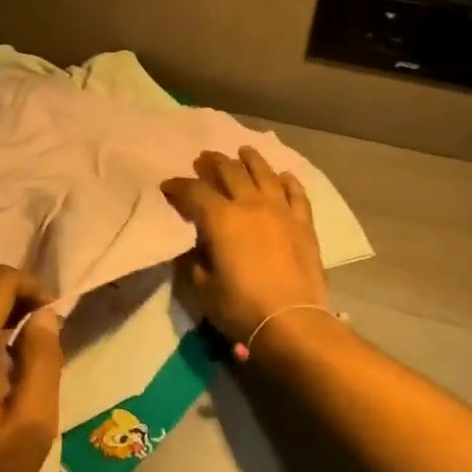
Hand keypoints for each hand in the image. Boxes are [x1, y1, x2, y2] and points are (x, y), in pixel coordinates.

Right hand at [162, 147, 329, 342]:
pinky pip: (296, 194)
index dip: (178, 186)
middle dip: (213, 163)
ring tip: (243, 151)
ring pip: (264, 174)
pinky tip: (284, 176)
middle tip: (203, 159)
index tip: (167, 186)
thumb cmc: (239, 306)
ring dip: (251, 160)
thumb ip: (193, 261)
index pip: (194, 192)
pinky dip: (289, 182)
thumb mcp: (201, 287)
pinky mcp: (303, 224)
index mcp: (221, 218)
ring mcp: (281, 211)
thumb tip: (193, 247)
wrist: (291, 320)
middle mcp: (250, 204)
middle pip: (230, 172)